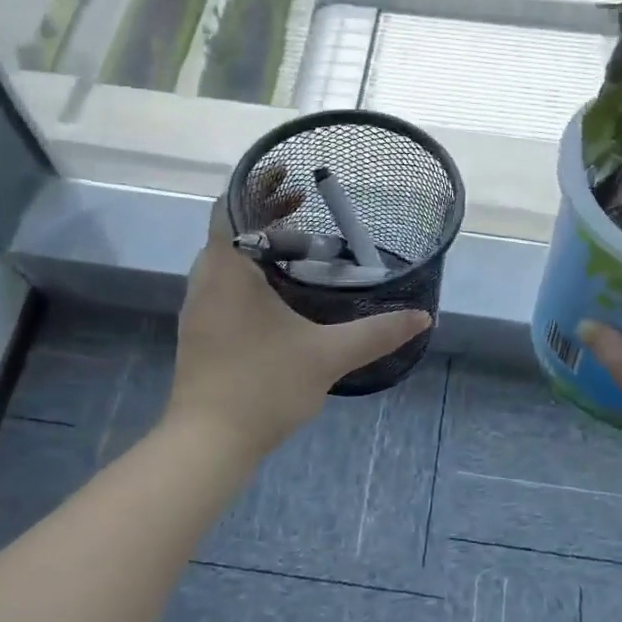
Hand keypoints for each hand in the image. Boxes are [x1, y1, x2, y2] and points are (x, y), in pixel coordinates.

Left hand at [167, 179, 430, 458]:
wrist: (208, 444)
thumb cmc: (262, 386)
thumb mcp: (328, 355)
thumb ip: (377, 333)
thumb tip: (423, 317)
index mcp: (227, 270)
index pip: (231, 206)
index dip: (259, 185)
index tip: (291, 177)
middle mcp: (206, 281)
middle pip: (230, 229)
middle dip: (266, 213)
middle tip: (306, 204)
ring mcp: (199, 308)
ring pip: (226, 259)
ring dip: (258, 245)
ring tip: (302, 247)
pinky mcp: (201, 332)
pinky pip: (225, 283)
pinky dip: (251, 272)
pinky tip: (282, 292)